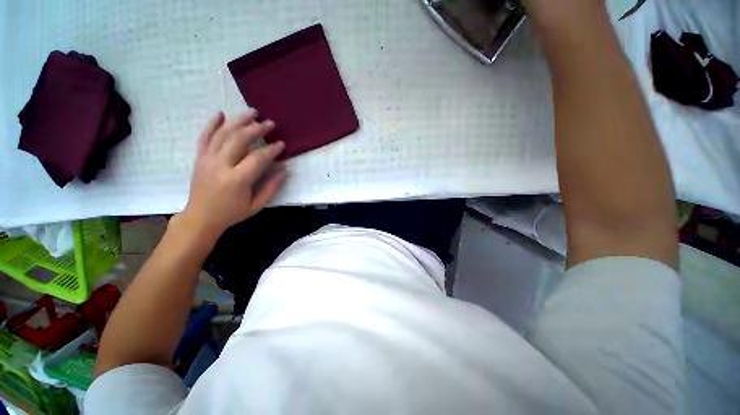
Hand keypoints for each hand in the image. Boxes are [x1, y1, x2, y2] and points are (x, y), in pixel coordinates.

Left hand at [180, 110, 285, 237]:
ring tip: (253, 112)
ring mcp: (207, 159)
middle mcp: (220, 165)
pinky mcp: (199, 158)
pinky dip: (212, 124)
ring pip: (223, 134)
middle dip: (257, 129)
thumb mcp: (257, 205)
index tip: (281, 144)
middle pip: (239, 139)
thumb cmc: (232, 213)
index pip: (258, 158)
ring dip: (239, 121)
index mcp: (237, 180)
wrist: (201, 218)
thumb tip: (284, 170)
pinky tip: (220, 114)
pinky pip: (204, 137)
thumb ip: (271, 187)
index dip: (272, 149)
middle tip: (270, 123)